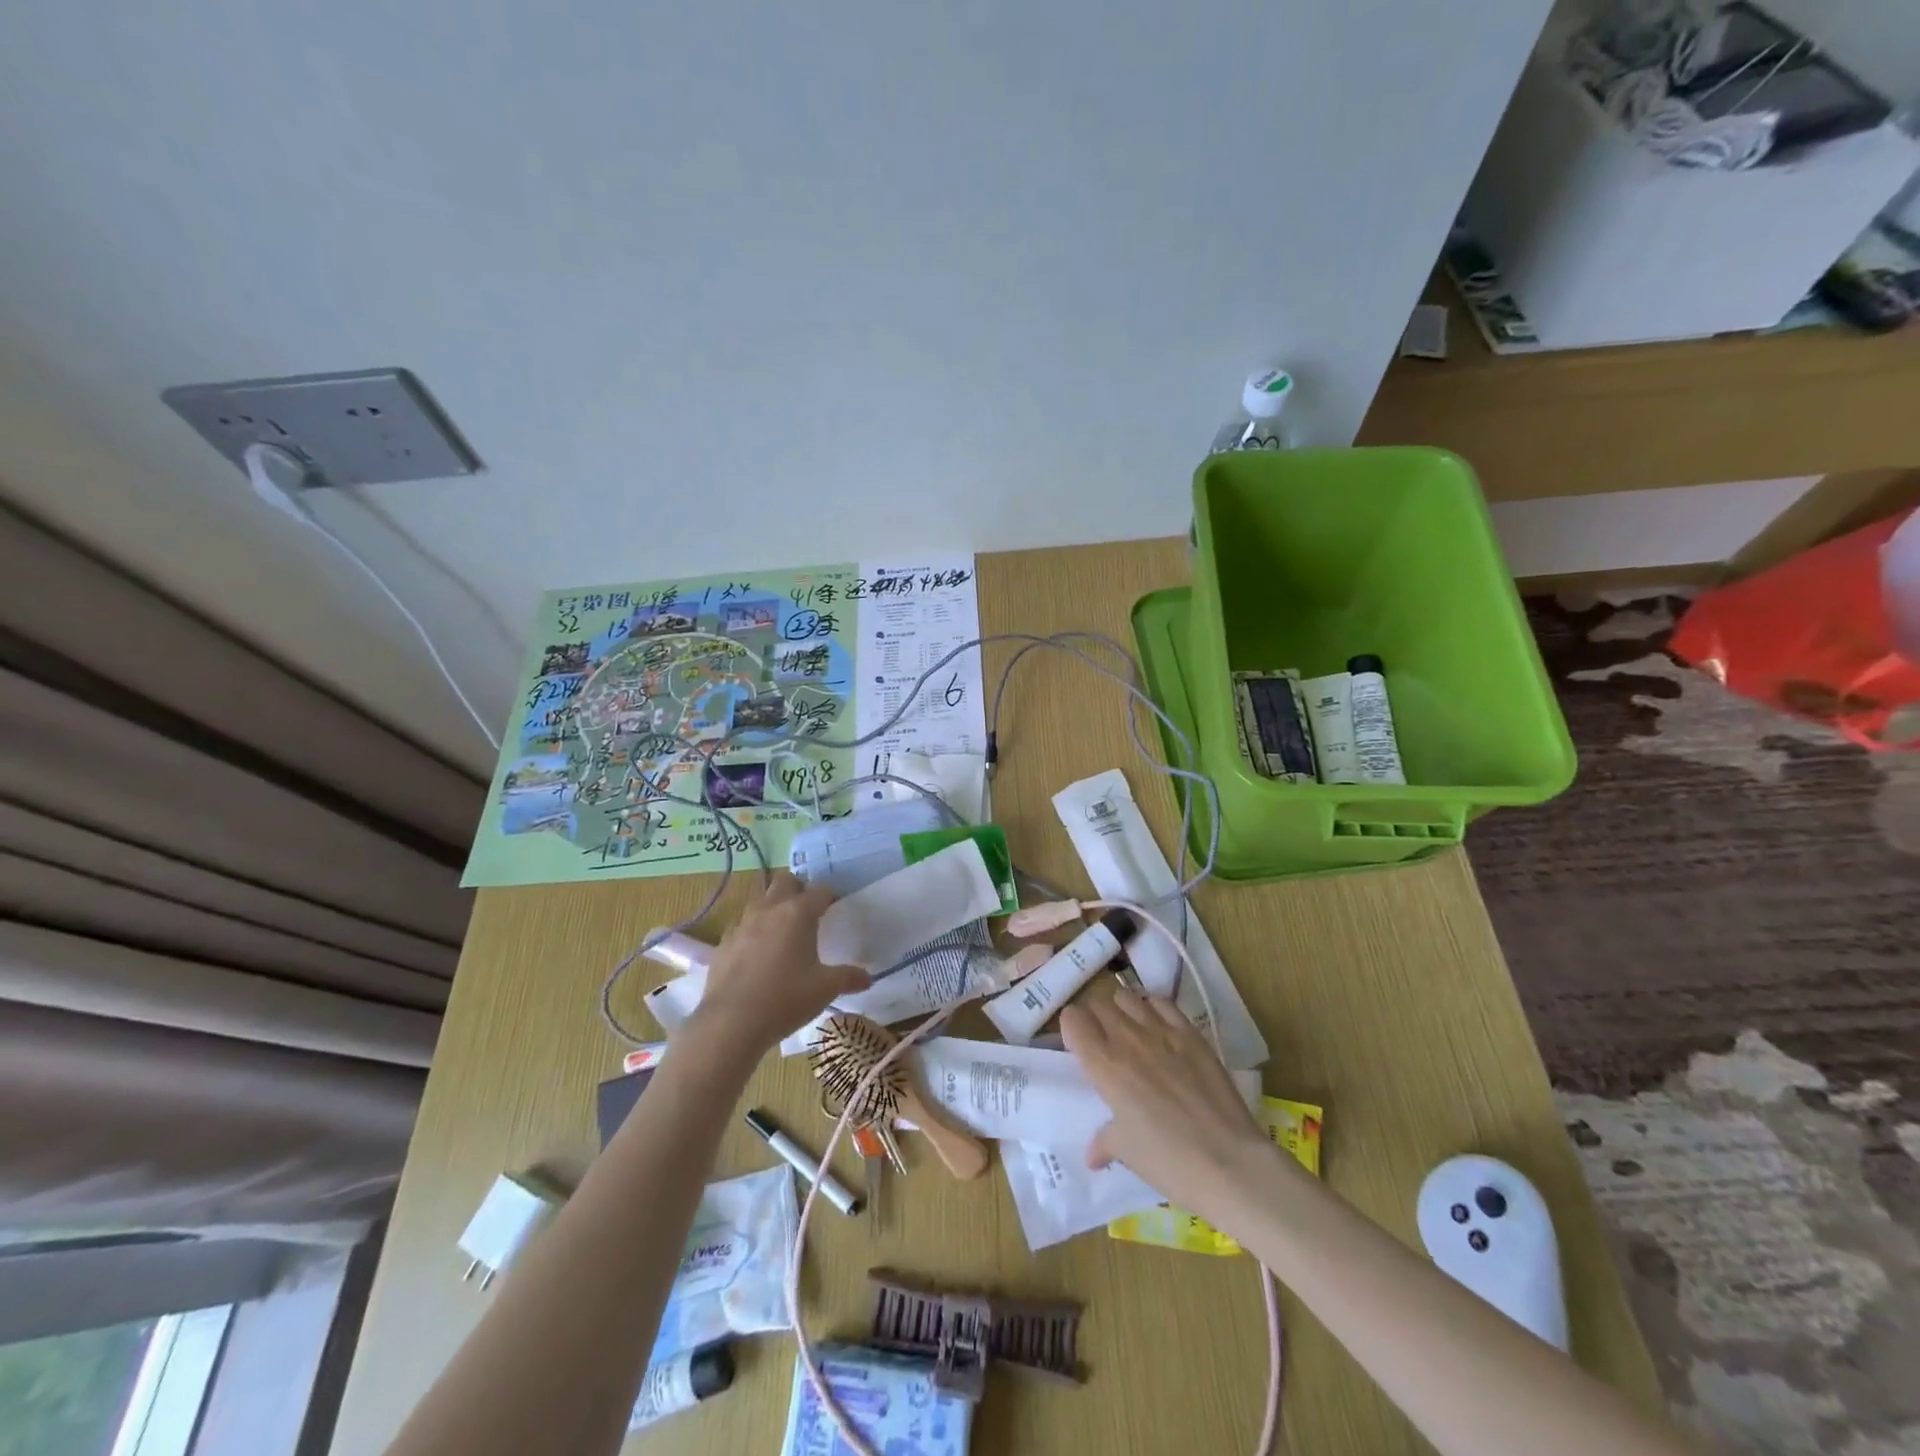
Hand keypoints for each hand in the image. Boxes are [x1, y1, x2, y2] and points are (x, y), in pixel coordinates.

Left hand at [683, 872, 869, 1057]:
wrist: (731, 1023)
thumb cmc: (786, 999)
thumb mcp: (825, 989)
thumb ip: (848, 978)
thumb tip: (867, 978)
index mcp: (798, 913)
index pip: (820, 890)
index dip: (830, 896)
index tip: (835, 908)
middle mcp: (769, 910)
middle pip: (785, 881)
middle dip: (798, 889)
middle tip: (808, 911)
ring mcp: (742, 924)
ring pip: (760, 900)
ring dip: (773, 906)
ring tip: (783, 930)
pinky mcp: (723, 943)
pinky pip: (742, 925)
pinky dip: (753, 931)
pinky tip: (757, 954)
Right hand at [1060, 986, 1276, 1223]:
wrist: (1229, 1163)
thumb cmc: (1168, 1161)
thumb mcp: (1126, 1152)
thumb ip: (1104, 1141)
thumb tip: (1093, 1153)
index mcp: (1103, 1065)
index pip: (1072, 1019)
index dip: (1072, 1028)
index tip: (1078, 1045)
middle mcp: (1127, 1038)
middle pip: (1099, 1003)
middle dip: (1095, 1017)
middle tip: (1103, 1041)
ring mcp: (1161, 1031)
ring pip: (1128, 996)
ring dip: (1122, 1009)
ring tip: (1130, 1031)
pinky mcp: (1191, 1033)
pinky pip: (1163, 1003)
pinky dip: (1154, 1008)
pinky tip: (1159, 1027)